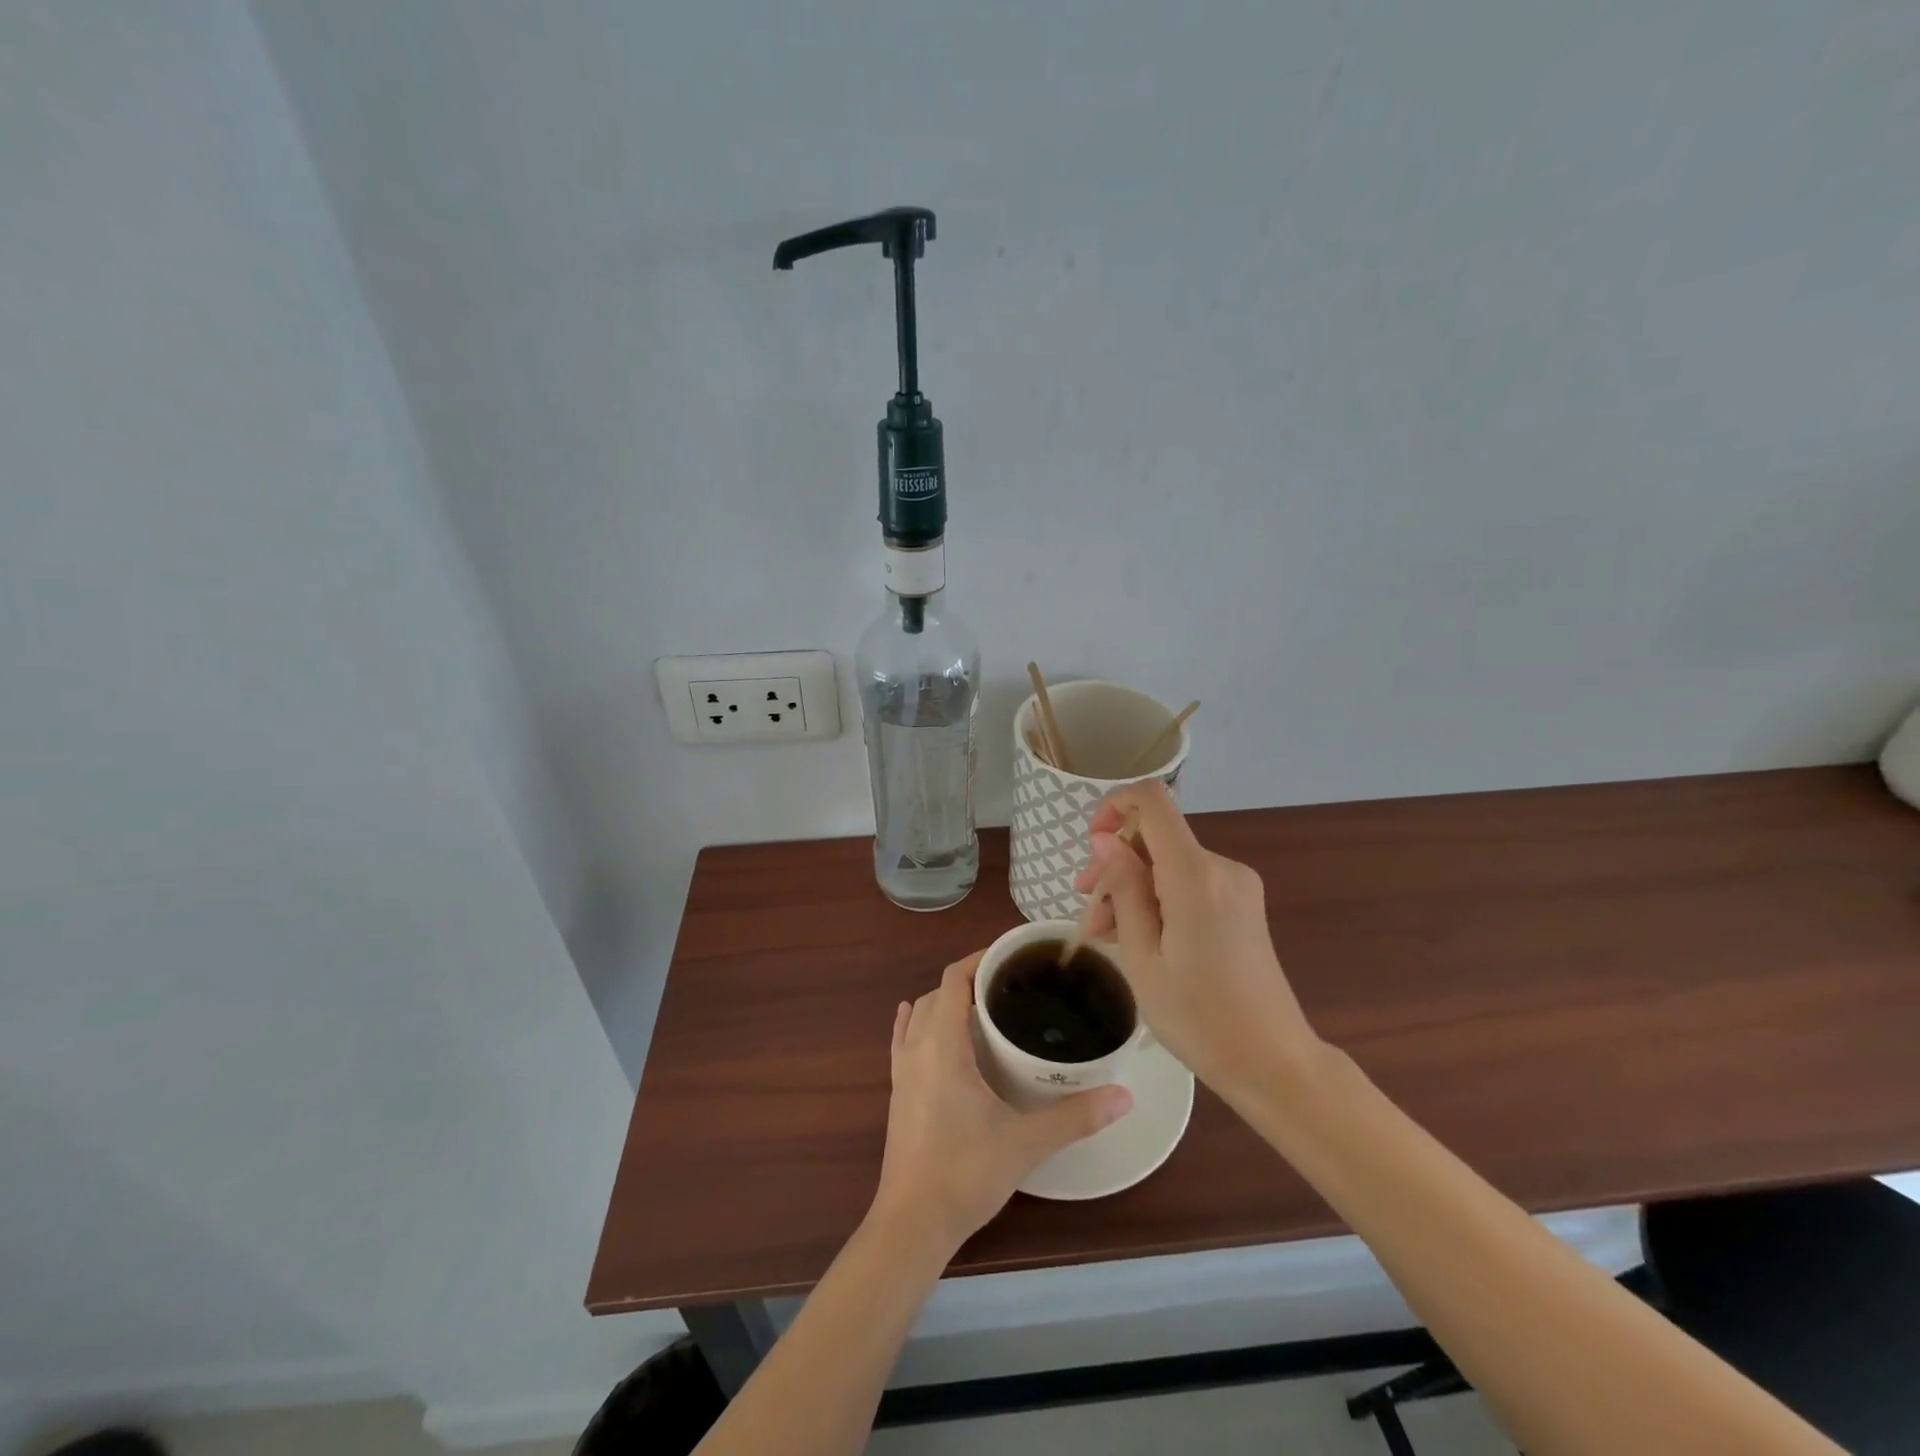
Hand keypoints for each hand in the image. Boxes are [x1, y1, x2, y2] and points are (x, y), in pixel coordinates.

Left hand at [870, 953, 1132, 1252]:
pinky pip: (902, 1040)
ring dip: (943, 1002)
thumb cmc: (965, 1173)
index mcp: (943, 1046)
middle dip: (968, 980)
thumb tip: (1124, 1095)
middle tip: (1009, 986)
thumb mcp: (1026, 1142)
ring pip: (919, 1015)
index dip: (979, 959)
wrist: (911, 1223)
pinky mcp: (897, 1092)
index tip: (1011, 956)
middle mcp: (917, 1048)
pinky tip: (916, 1019)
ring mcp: (902, 1071)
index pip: (954, 980)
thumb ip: (1075, 1116)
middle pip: (937, 994)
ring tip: (980, 1005)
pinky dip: (913, 1021)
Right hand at [1073, 781, 1321, 1099]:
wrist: (1273, 1062)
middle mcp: (1221, 867)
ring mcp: (1237, 884)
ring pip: (1167, 862)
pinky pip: (1188, 881)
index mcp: (1195, 876)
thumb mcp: (1142, 957)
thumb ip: (1123, 890)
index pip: (1152, 801)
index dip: (1114, 806)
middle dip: (1115, 866)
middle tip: (1090, 916)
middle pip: (1155, 837)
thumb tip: (1105, 840)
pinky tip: (1140, 938)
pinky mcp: (1242, 903)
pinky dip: (1158, 898)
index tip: (1091, 846)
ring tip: (1107, 936)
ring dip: (1132, 889)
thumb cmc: (1198, 1018)